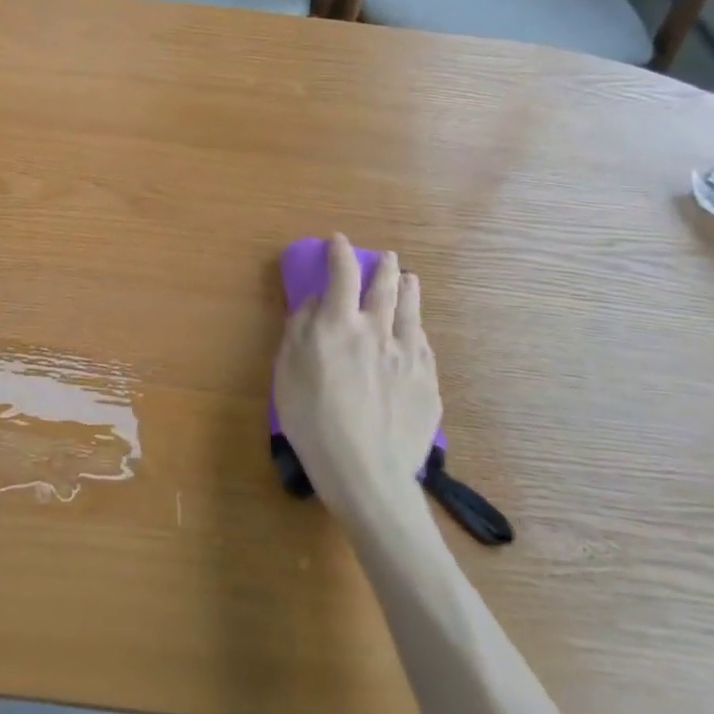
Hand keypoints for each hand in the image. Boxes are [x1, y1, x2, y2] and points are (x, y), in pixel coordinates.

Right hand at [273, 234, 441, 532]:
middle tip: (384, 257)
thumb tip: (315, 303)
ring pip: (411, 311)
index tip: (337, 242)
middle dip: (382, 267)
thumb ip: (299, 330)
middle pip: (384, 288)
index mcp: (338, 326)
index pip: (341, 276)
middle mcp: (377, 331)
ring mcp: (408, 356)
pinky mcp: (427, 382)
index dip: (339, 254)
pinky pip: (424, 344)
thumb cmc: (312, 421)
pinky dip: (417, 328)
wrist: (366, 471)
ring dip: (407, 289)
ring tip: (408, 278)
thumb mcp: (287, 372)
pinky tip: (417, 329)